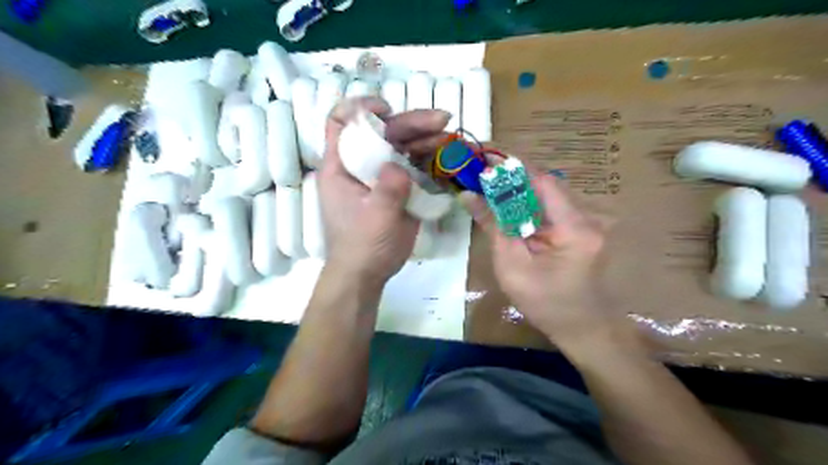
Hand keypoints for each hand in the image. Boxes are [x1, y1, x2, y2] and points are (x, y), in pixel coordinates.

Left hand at [318, 96, 448, 284]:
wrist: (368, 272)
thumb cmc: (362, 245)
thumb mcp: (375, 217)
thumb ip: (388, 188)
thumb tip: (400, 167)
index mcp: (341, 166)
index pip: (341, 122)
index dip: (360, 108)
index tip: (386, 110)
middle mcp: (360, 165)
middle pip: (383, 132)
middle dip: (411, 123)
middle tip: (441, 120)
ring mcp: (380, 176)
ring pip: (401, 147)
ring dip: (425, 139)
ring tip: (450, 134)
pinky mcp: (397, 188)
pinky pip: (413, 166)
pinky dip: (429, 158)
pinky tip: (447, 155)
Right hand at [463, 161, 609, 345]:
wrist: (582, 328)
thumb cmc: (545, 303)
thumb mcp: (512, 265)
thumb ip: (494, 226)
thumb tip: (469, 195)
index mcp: (574, 228)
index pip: (543, 182)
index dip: (513, 169)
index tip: (485, 162)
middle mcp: (588, 218)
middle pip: (547, 186)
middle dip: (513, 179)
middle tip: (482, 177)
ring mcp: (589, 223)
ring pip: (549, 195)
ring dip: (520, 191)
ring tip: (491, 190)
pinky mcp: (584, 229)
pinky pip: (553, 209)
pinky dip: (530, 206)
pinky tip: (511, 210)